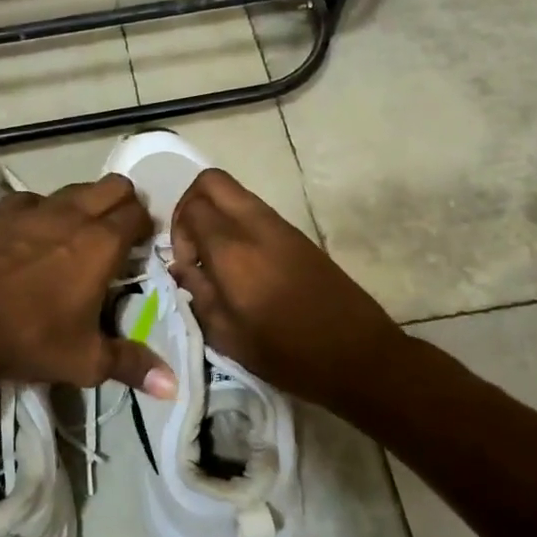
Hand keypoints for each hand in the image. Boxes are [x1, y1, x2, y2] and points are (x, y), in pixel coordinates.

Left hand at [0, 175, 176, 396]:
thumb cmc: (31, 338)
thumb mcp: (85, 361)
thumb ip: (131, 365)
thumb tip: (171, 386)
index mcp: (102, 244)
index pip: (138, 214)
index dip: (145, 227)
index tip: (141, 247)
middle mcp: (73, 215)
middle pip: (113, 186)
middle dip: (123, 203)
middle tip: (116, 235)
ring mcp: (33, 208)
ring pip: (73, 188)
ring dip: (83, 204)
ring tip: (75, 235)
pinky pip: (30, 200)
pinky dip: (39, 211)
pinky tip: (30, 234)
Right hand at [170, 169, 406, 404]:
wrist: (358, 355)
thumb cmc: (287, 353)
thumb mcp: (227, 335)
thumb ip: (198, 293)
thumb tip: (181, 267)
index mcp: (233, 250)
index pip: (192, 207)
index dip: (178, 231)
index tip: (185, 264)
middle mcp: (255, 226)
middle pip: (212, 181)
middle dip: (191, 204)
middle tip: (192, 245)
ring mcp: (281, 227)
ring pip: (235, 193)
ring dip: (216, 215)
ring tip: (216, 260)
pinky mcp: (299, 236)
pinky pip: (256, 212)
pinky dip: (237, 225)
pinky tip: (243, 267)